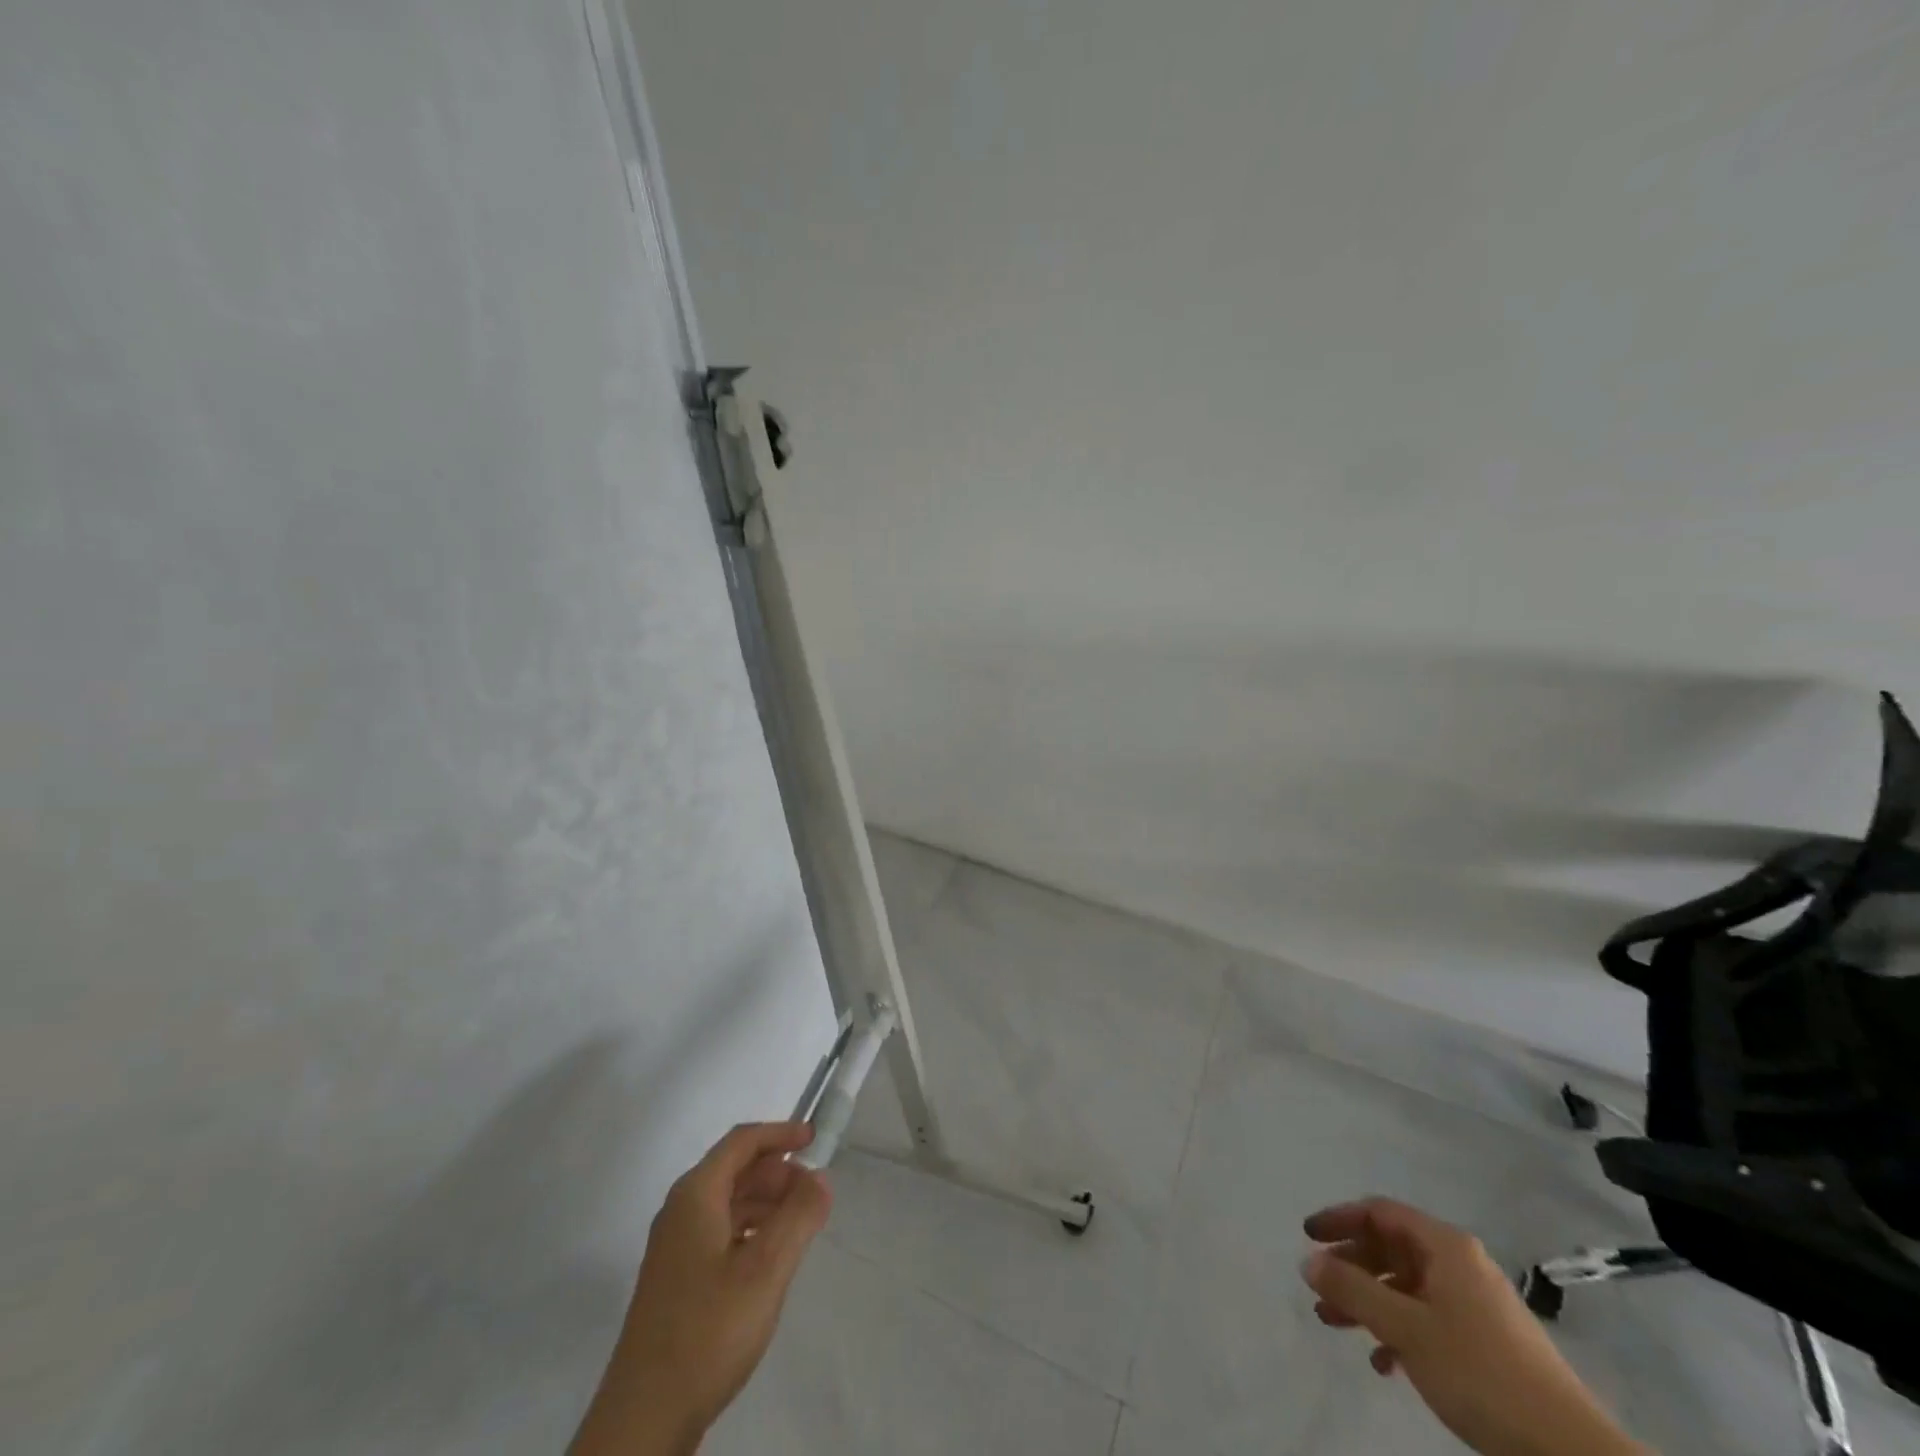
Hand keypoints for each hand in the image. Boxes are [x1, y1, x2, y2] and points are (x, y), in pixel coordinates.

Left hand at [572, 1123, 832, 1455]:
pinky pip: (720, 1233)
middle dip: (777, 1172)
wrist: (643, 1420)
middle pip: (735, 1170)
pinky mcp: (676, 1281)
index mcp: (696, 1195)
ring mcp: (674, 1248)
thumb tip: (820, 1177)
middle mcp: (680, 1211)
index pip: (742, 1141)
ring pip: (728, 1203)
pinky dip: (751, 1230)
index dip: (780, 1133)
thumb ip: (799, 1215)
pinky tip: (770, 1260)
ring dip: (767, 1203)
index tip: (815, 1140)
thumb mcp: (766, 1269)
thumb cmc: (708, 1331)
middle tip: (814, 1193)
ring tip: (801, 1226)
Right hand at [1301, 1199, 1645, 1455]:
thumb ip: (1352, 1290)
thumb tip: (1308, 1261)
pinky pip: (1428, 1318)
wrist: (1569, 1453)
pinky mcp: (1487, 1341)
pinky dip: (1398, 1330)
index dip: (1339, 1219)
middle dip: (1350, 1266)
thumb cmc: (1480, 1372)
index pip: (1379, 1212)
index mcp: (1444, 1246)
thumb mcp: (1406, 1329)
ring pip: (1406, 1286)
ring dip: (1368, 1301)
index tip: (1307, 1237)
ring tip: (1335, 1324)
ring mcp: (1476, 1303)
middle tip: (1319, 1288)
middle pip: (1391, 1248)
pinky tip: (1384, 1363)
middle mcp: (1460, 1263)